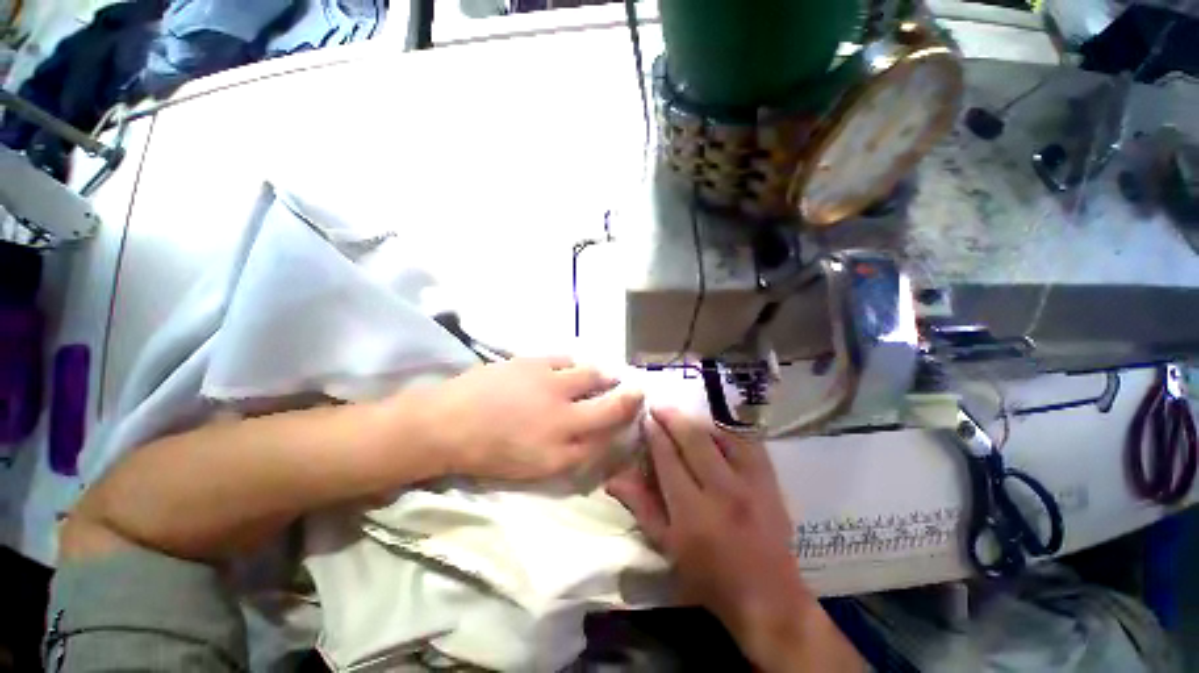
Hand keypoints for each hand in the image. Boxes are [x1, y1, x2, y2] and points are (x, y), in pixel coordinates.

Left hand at [421, 357, 643, 481]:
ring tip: (599, 376)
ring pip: (590, 373)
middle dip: (626, 392)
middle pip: (610, 398)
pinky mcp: (533, 361)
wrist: (449, 422)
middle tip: (627, 387)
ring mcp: (549, 381)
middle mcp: (564, 410)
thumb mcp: (536, 468)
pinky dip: (573, 363)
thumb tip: (600, 438)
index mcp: (563, 442)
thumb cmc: (490, 452)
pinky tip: (569, 366)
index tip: (637, 405)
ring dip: (600, 375)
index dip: (629, 415)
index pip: (610, 428)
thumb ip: (574, 454)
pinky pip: (564, 357)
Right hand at [606, 409, 861, 671]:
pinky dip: (726, 428)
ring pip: (720, 434)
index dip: (654, 434)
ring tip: (681, 413)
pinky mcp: (770, 479)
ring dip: (697, 419)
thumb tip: (613, 478)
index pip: (668, 458)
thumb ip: (641, 507)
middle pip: (693, 439)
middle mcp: (723, 490)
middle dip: (672, 417)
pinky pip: (746, 440)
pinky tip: (713, 424)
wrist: (768, 596)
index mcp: (693, 512)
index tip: (645, 418)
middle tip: (658, 405)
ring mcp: (751, 482)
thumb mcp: (668, 547)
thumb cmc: (709, 577)